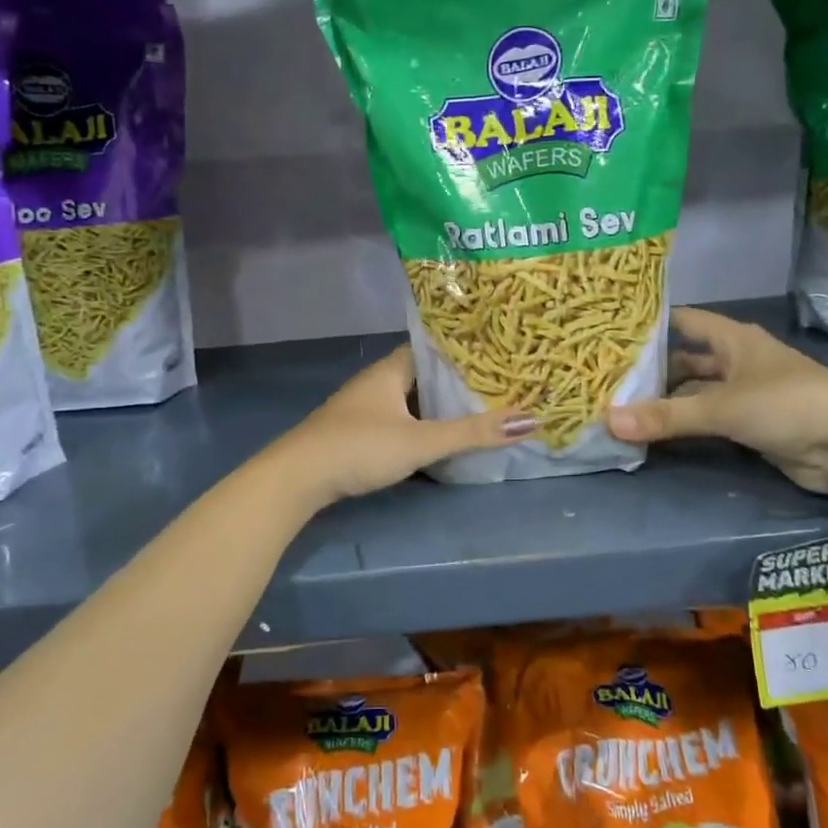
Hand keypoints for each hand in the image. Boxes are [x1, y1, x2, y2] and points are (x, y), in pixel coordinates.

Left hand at [275, 347, 536, 505]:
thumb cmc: (360, 447)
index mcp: (391, 370)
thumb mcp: (422, 441)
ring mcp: (363, 408)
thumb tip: (530, 419)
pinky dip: (420, 424)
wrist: (296, 478)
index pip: (433, 348)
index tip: (498, 354)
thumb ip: (472, 432)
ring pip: (410, 400)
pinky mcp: (355, 433)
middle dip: (456, 381)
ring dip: (437, 406)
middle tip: (498, 385)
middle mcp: (376, 381)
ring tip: (478, 410)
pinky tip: (437, 437)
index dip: (464, 351)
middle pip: (424, 375)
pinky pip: (397, 419)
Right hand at [606, 307, 827, 493]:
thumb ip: (666, 416)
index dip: (650, 324)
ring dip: (667, 401)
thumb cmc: (787, 405)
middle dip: (652, 370)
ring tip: (622, 408)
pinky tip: (655, 433)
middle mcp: (738, 360)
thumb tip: (608, 421)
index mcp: (733, 339)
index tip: (611, 332)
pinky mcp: (752, 424)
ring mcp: (746, 393)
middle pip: (686, 360)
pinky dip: (685, 425)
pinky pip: (708, 419)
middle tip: (608, 378)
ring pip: (696, 392)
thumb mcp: (722, 407)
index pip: (683, 321)